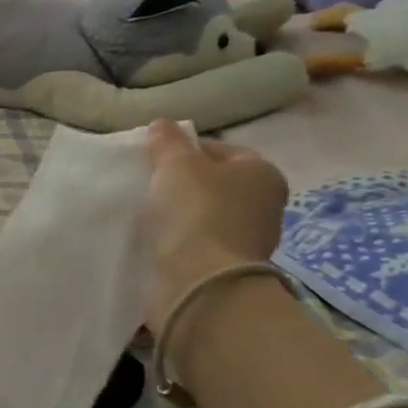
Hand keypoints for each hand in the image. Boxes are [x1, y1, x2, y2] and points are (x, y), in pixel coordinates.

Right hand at [138, 119, 288, 331]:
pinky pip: (195, 244)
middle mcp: (264, 206)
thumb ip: (168, 142)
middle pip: (213, 184)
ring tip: (143, 212)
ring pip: (203, 215)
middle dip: (181, 183)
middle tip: (145, 182)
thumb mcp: (176, 164)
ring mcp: (246, 241)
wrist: (200, 283)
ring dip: (177, 214)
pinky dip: (176, 241)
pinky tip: (152, 239)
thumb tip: (162, 124)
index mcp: (262, 173)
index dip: (183, 148)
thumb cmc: (195, 211)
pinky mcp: (224, 269)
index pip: (219, 149)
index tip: (152, 158)